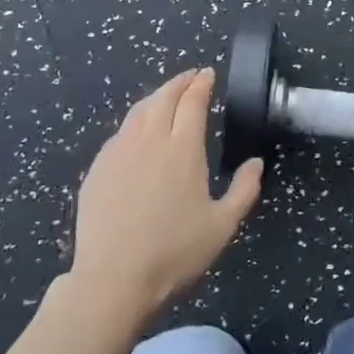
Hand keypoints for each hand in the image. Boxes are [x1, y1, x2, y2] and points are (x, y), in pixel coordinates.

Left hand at [69, 68, 264, 323]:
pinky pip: (120, 133)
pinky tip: (137, 133)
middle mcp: (149, 140)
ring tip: (166, 97)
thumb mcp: (222, 226)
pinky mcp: (98, 168)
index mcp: (183, 148)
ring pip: (138, 111)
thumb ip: (244, 190)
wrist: (112, 279)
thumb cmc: (174, 253)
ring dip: (155, 97)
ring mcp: (119, 152)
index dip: (201, 83)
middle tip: (191, 77)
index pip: (192, 101)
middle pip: (163, 97)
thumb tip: (255, 163)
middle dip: (179, 82)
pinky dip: (135, 122)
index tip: (208, 74)